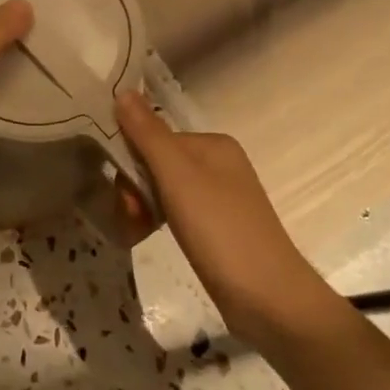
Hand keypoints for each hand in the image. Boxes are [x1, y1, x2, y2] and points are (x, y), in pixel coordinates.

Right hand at [116, 92, 350, 349]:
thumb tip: (122, 91)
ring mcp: (219, 197)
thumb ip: (148, 135)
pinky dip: (157, 222)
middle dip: (135, 191)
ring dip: (142, 209)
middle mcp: (218, 164)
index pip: (153, 138)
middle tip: (133, 220)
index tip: (126, 198)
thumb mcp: (178, 178)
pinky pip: (175, 212)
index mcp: (213, 145)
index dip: (129, 165)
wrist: (267, 298)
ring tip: (137, 234)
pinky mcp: (217, 227)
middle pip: (156, 164)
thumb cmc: (221, 230)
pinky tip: (150, 238)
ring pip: (162, 190)